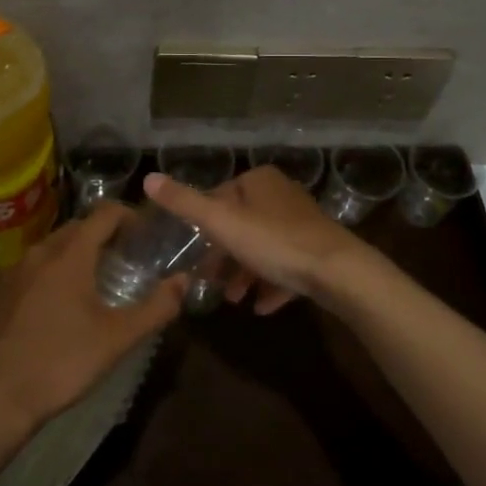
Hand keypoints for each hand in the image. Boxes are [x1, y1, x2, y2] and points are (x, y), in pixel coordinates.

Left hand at [0, 202, 183, 434]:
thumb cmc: (61, 363)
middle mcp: (40, 252)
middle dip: (103, 235)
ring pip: (52, 248)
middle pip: (78, 227)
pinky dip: (51, 274)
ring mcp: (13, 271)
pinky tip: (57, 307)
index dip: (129, 216)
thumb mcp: (118, 339)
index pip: (105, 213)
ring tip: (94, 283)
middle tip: (125, 259)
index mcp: (70, 254)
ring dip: (76, 254)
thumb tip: (183, 281)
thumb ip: (156, 307)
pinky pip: (31, 270)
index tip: (144, 235)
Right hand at [143, 166, 384, 313]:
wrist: (337, 271)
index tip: (192, 254)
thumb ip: (184, 202)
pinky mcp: (318, 249)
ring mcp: (302, 222)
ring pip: (263, 247)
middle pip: (242, 225)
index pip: (220, 197)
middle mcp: (281, 194)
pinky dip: (272, 284)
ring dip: (246, 273)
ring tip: (235, 299)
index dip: (204, 226)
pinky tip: (262, 307)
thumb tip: (148, 178)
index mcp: (259, 181)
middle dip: (224, 255)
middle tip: (209, 282)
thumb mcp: (221, 222)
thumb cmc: (274, 242)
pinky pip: (287, 266)